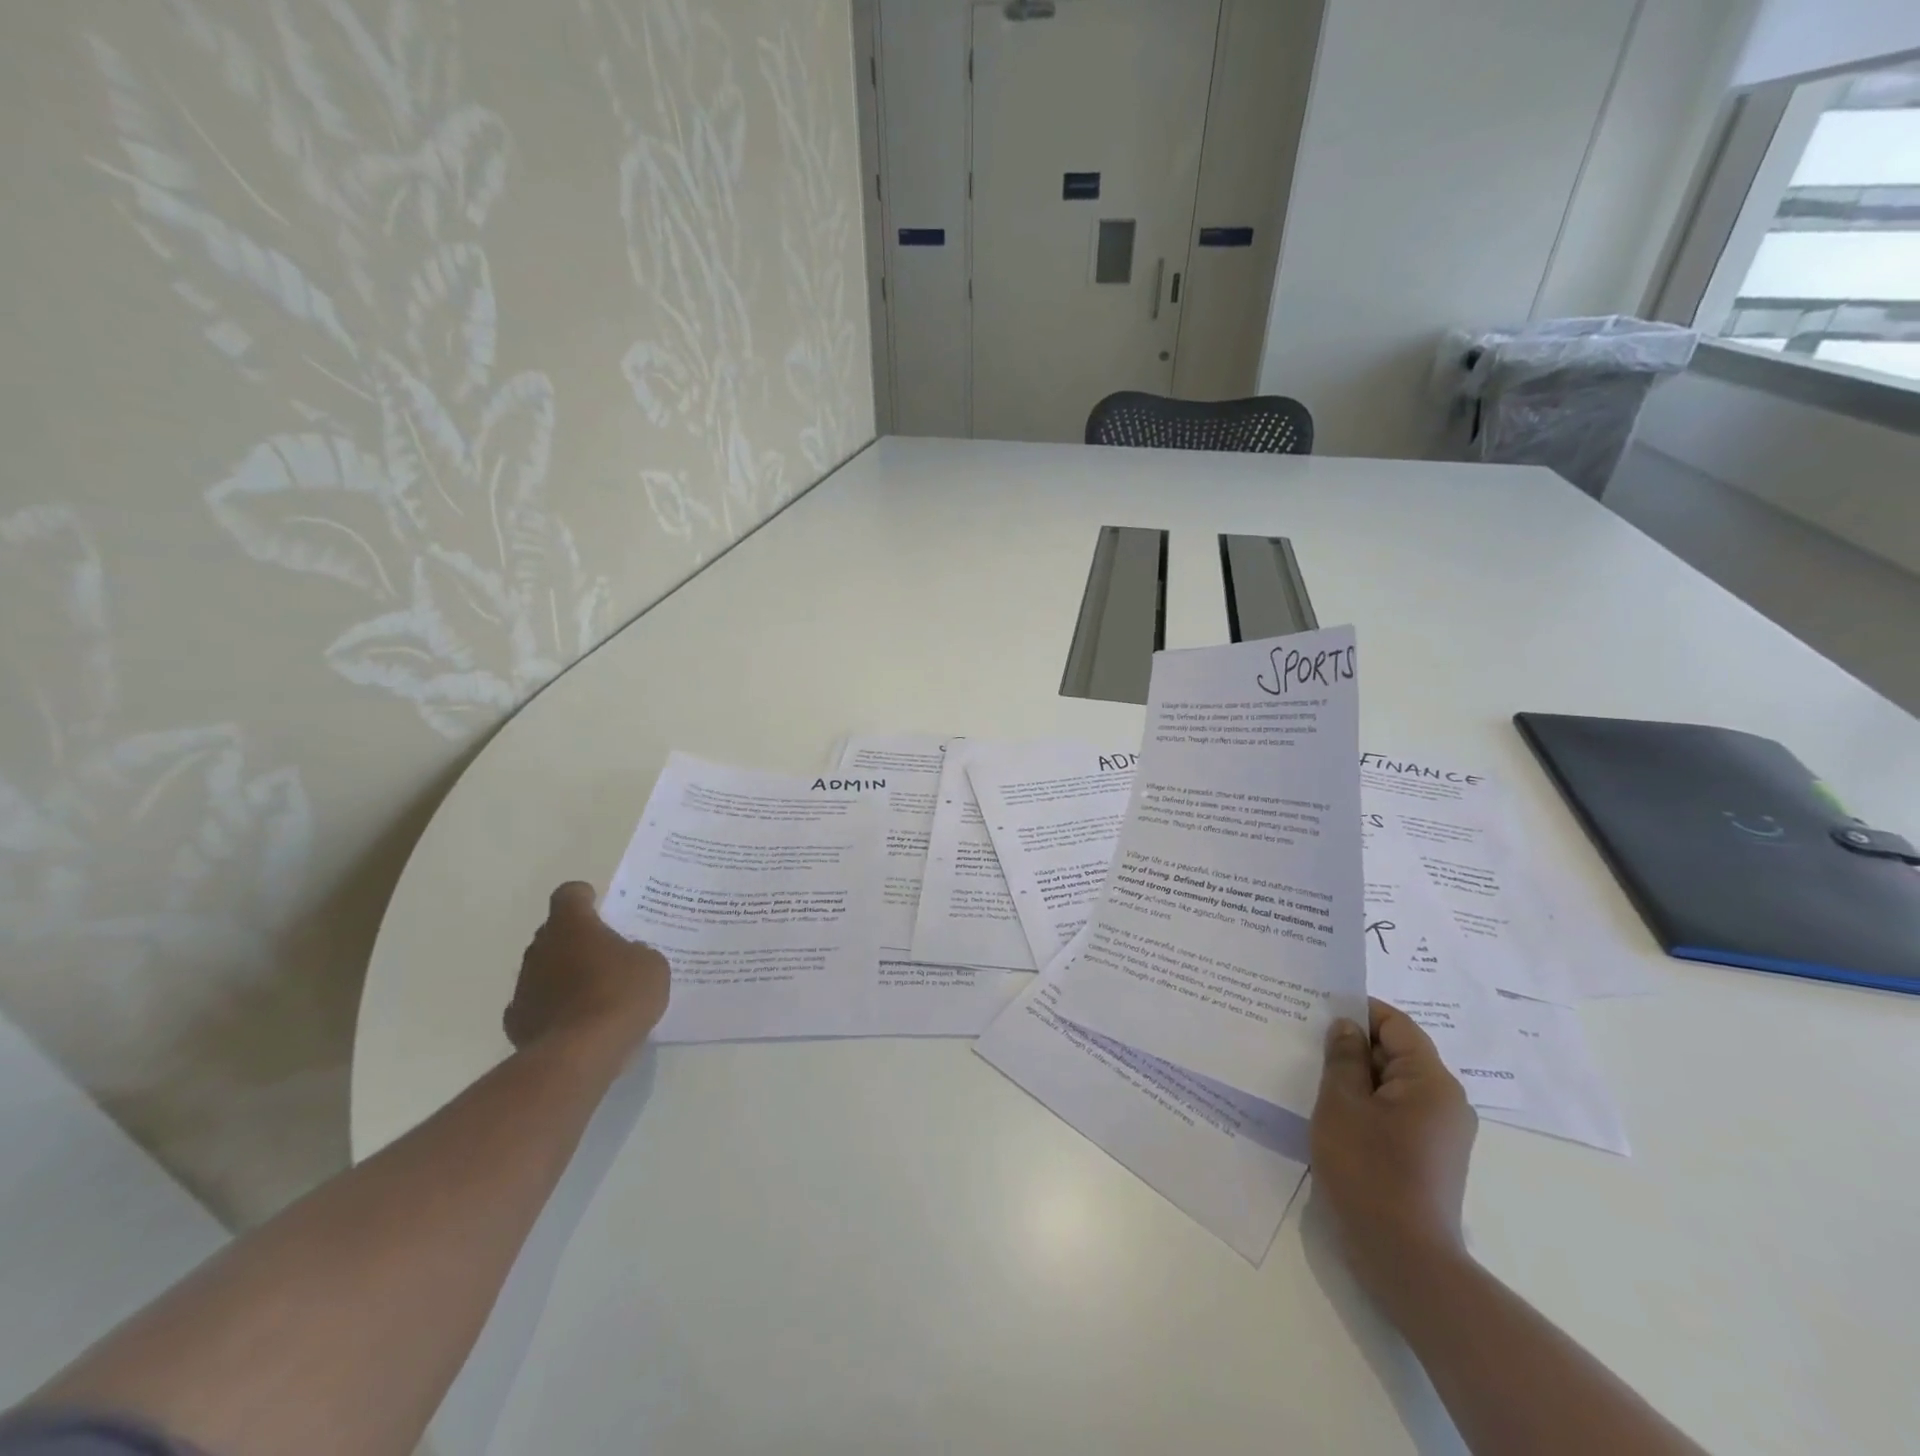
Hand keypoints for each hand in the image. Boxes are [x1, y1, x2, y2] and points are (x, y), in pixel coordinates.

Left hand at [504, 883, 670, 1053]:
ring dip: (563, 974)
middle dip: (575, 939)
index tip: (599, 906)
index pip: (569, 894)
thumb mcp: (651, 964)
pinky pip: (536, 1004)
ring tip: (593, 993)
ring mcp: (524, 985)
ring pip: (543, 968)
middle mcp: (541, 948)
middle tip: (605, 953)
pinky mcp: (516, 1020)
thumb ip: (636, 952)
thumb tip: (626, 956)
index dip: (584, 898)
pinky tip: (574, 1022)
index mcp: (572, 925)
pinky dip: (552, 1008)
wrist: (581, 1052)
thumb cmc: (621, 994)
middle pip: (554, 932)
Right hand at [1311, 998, 1476, 1301]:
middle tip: (1306, 1039)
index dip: (1359, 1010)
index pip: (1397, 1025)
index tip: (1318, 1008)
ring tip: (1313, 1072)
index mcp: (1432, 1082)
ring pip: (1394, 1084)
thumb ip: (1342, 1058)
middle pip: (1397, 1053)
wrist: (1404, 1260)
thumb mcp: (1342, 1104)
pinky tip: (1333, 1110)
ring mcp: (1441, 1132)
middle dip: (1353, 1044)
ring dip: (1357, 1076)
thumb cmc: (1369, 1171)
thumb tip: (1346, 1027)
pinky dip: (1367, 1102)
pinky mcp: (1429, 1156)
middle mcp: (1446, 1102)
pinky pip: (1396, 1111)